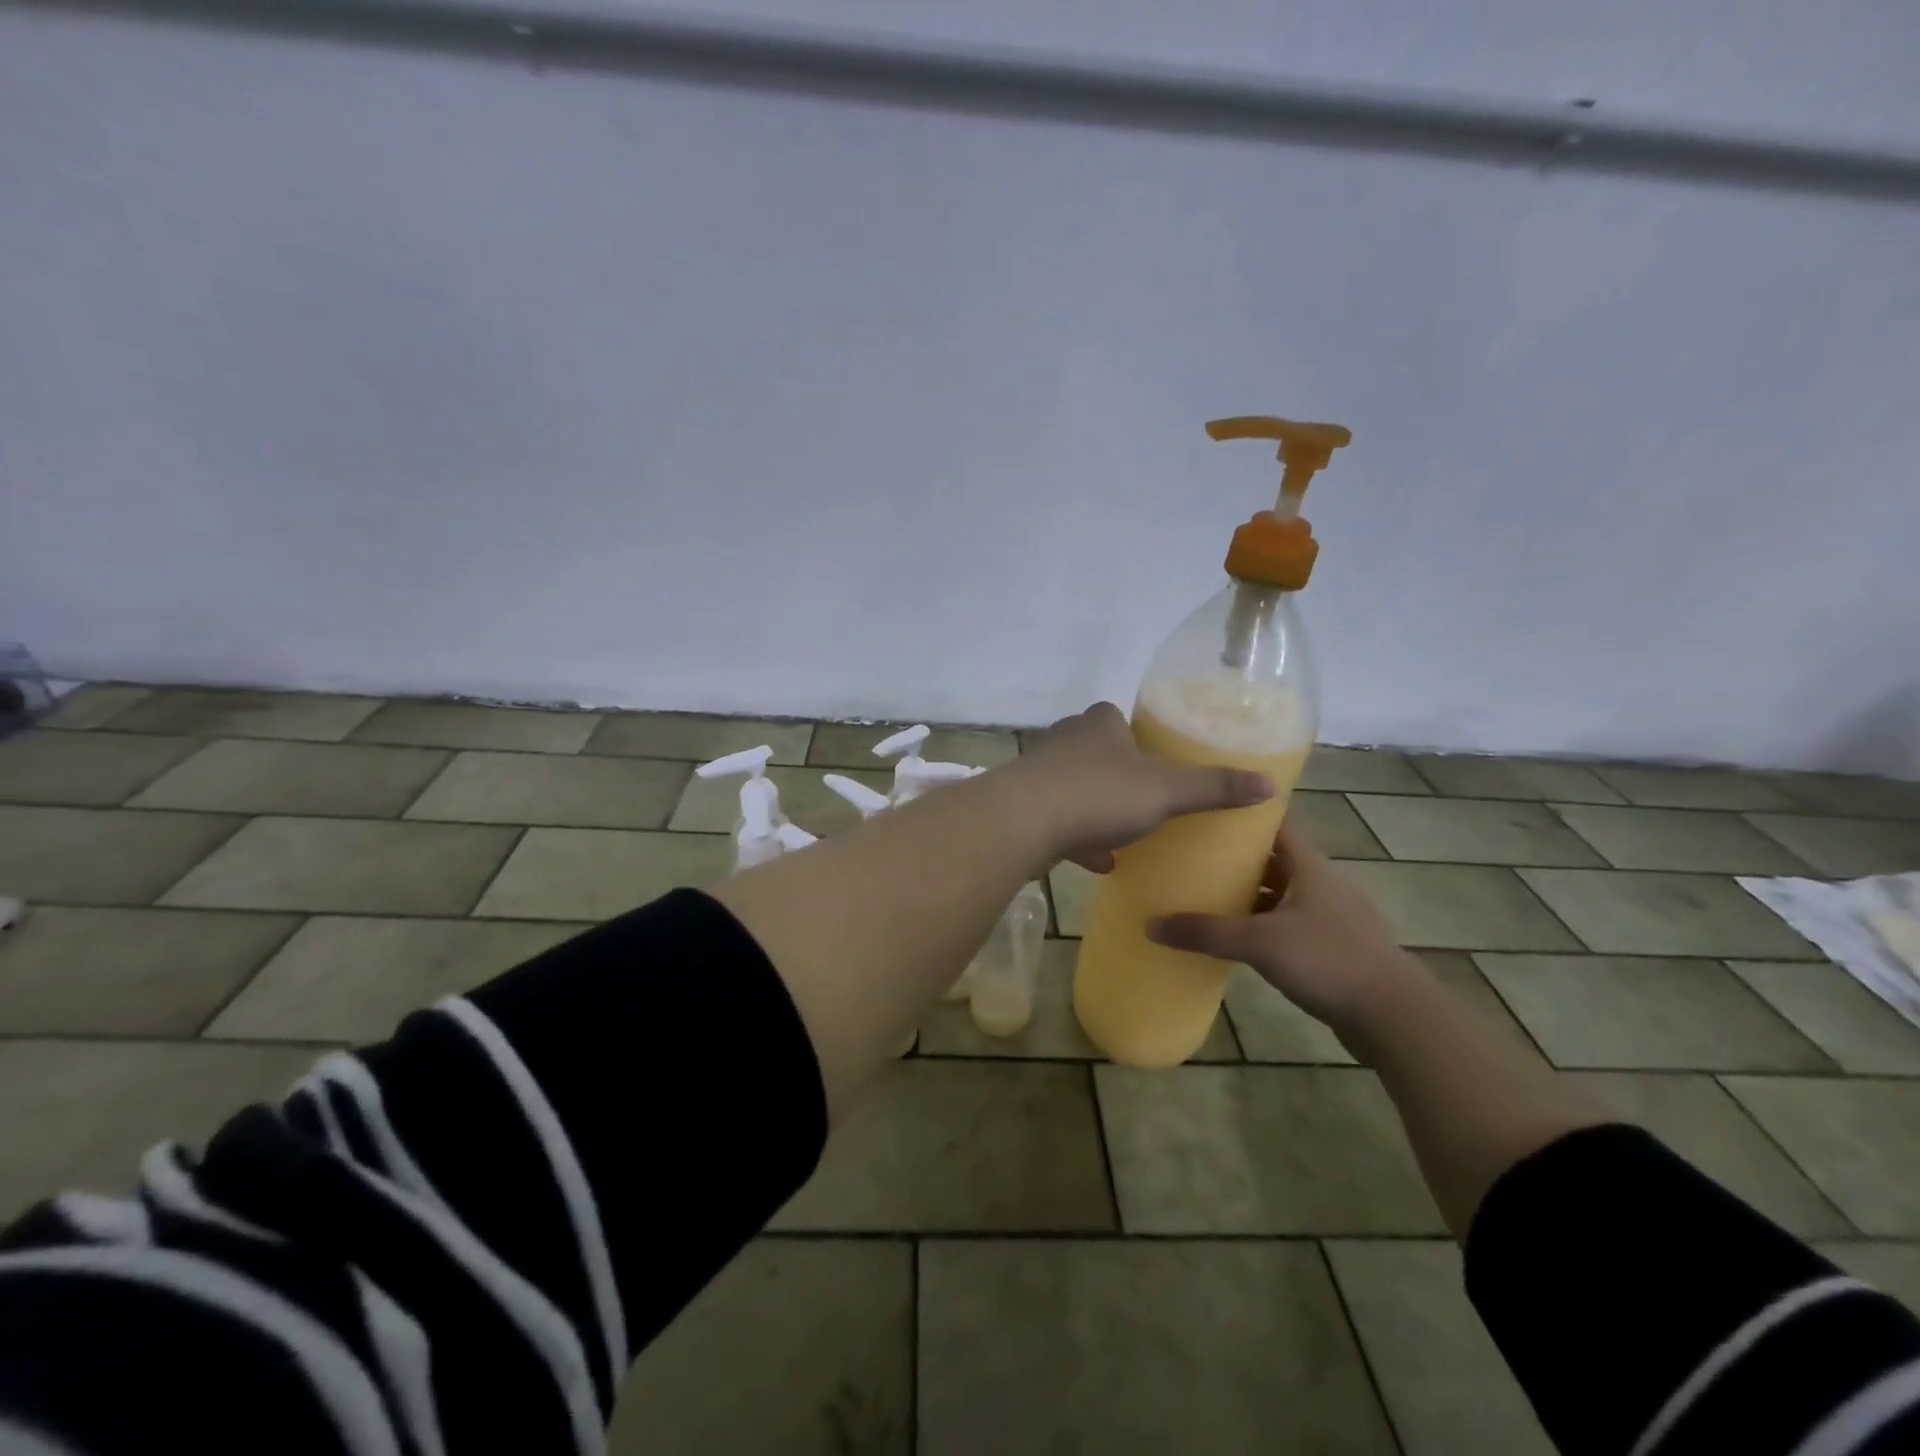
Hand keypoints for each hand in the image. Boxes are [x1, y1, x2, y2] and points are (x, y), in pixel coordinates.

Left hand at [1016, 702, 1272, 872]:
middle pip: (1096, 753)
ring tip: (1125, 834)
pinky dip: (1079, 838)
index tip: (1156, 761)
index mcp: (1099, 724)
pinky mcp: (1023, 806)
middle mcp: (1065, 740)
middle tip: (1145, 800)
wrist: (1024, 821)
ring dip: (1097, 810)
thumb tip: (1269, 783)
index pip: (1118, 717)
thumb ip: (1213, 787)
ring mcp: (1039, 773)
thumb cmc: (1100, 793)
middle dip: (1118, 776)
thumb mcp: (1166, 790)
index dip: (1137, 736)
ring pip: (1075, 788)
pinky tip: (1099, 863)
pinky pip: (1058, 820)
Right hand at [1147, 820, 1424, 1031]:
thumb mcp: (1260, 943)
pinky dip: (1264, 922)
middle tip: (1193, 852)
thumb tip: (1150, 924)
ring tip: (1206, 893)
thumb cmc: (1328, 960)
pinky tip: (1238, 937)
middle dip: (1237, 855)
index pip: (1278, 822)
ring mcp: (1331, 915)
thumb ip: (1207, 932)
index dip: (1247, 811)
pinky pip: (1290, 922)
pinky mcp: (1334, 945)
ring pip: (1282, 892)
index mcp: (1310, 866)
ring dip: (1250, 892)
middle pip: (1275, 857)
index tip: (1210, 805)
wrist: (1394, 1016)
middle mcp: (1322, 883)